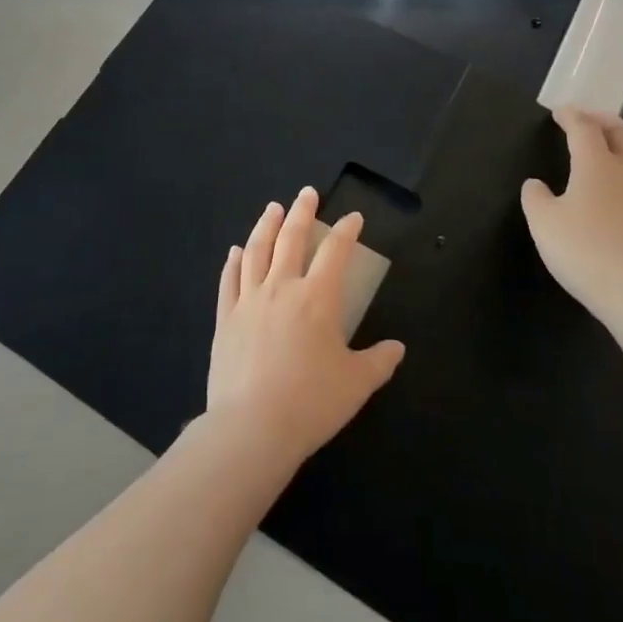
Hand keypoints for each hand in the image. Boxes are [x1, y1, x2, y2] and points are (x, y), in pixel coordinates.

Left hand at [206, 188, 405, 467]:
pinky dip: (234, 261)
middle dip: (302, 212)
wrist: (252, 427)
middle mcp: (282, 288)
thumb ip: (379, 361)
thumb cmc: (311, 403)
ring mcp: (249, 301)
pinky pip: (230, 280)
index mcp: (317, 298)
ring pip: (257, 250)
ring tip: (273, 209)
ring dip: (266, 225)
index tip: (353, 218)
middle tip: (307, 193)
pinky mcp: (225, 319)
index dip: (347, 231)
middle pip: (291, 238)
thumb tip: (397, 348)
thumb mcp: (357, 384)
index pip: (336, 252)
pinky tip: (236, 251)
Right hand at [521, 108, 622, 319]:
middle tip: (588, 120)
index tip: (560, 111)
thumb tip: (536, 185)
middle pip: (622, 134)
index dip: (571, 116)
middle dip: (604, 121)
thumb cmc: (585, 252)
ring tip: (596, 177)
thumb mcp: (544, 224)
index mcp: (597, 166)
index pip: (584, 128)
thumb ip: (536, 199)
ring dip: (616, 162)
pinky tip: (615, 220)